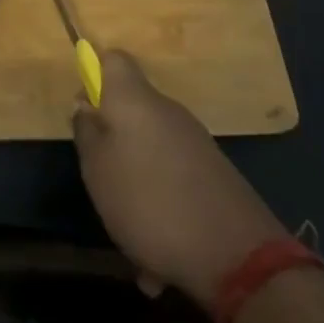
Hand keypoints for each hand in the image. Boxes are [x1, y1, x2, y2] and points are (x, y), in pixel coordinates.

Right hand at [73, 50, 288, 307]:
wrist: (238, 259)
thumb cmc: (149, 202)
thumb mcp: (97, 169)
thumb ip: (86, 131)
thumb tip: (86, 105)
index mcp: (135, 100)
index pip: (113, 60)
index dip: (95, 75)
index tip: (85, 110)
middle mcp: (168, 112)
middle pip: (130, 111)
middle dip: (112, 143)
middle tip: (99, 179)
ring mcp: (195, 144)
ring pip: (150, 154)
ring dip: (135, 185)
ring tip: (128, 236)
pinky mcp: (215, 177)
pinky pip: (174, 182)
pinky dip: (161, 210)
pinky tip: (157, 262)